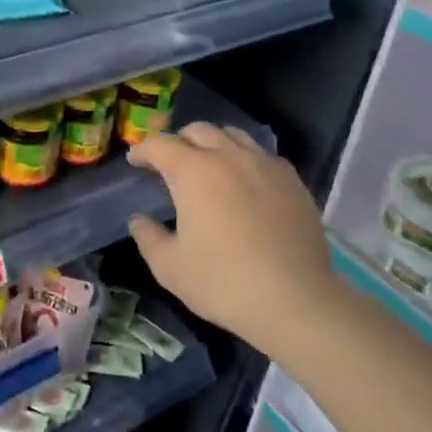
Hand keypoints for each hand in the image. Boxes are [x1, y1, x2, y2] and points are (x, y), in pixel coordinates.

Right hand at [126, 123, 335, 358]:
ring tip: (208, 166)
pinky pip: (262, 155)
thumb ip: (148, 237)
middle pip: (198, 130)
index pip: (160, 145)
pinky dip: (244, 159)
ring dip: (212, 144)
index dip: (143, 150)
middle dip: (178, 141)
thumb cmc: (224, 283)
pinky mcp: (292, 181)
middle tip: (169, 163)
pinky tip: (245, 184)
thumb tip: (139, 220)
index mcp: (193, 172)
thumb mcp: (170, 267)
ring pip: (233, 136)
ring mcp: (265, 165)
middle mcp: (229, 157)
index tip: (135, 162)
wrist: (296, 301)